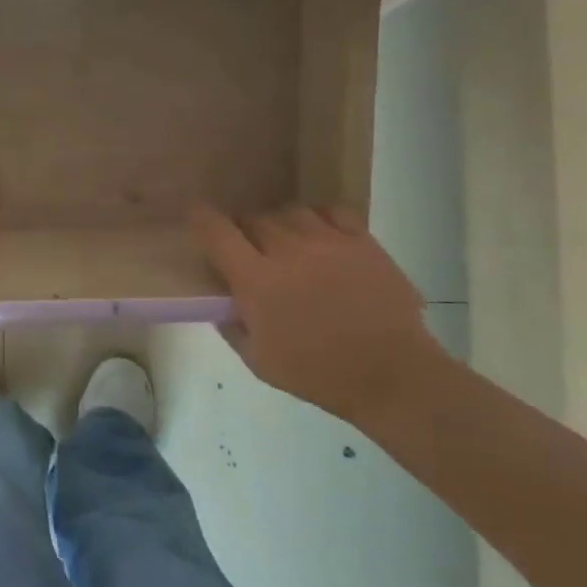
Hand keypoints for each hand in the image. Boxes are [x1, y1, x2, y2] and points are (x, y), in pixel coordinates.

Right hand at [191, 205, 452, 427]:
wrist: (391, 375)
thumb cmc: (317, 374)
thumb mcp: (258, 361)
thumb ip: (232, 325)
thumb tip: (221, 301)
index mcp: (257, 281)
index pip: (218, 234)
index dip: (201, 219)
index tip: (195, 214)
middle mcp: (289, 251)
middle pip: (254, 218)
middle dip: (244, 229)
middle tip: (247, 248)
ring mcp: (329, 242)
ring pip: (290, 212)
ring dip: (279, 224)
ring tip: (285, 241)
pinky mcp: (362, 241)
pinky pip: (331, 212)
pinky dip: (317, 219)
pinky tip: (319, 237)